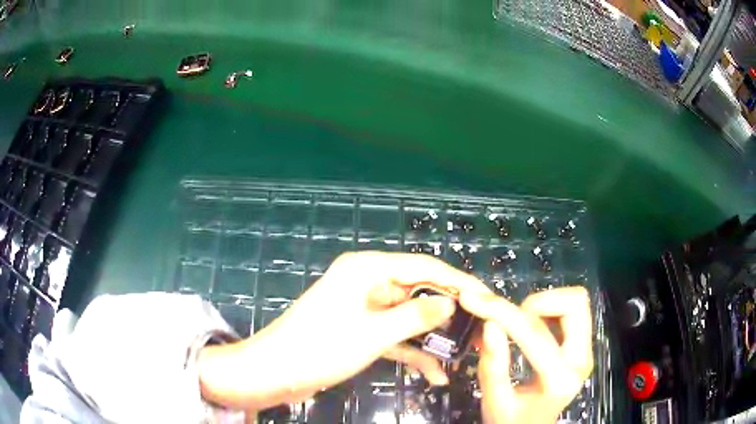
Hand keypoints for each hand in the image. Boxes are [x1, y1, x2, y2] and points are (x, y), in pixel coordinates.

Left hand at [198, 251, 489, 410]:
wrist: (273, 373)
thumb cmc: (319, 348)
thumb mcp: (373, 333)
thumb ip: (416, 315)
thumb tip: (451, 301)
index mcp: (367, 269)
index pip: (425, 267)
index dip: (458, 282)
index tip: (486, 299)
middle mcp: (367, 281)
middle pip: (418, 291)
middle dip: (447, 313)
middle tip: (479, 331)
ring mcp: (363, 308)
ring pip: (408, 317)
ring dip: (431, 338)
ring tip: (462, 356)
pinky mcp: (359, 330)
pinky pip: (393, 336)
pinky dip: (411, 353)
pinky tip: (433, 375)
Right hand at [460, 287, 593, 423]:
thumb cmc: (512, 420)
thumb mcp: (494, 400)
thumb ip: (493, 365)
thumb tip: (490, 323)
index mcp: (558, 380)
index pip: (535, 335)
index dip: (503, 313)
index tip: (475, 300)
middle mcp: (581, 360)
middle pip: (574, 305)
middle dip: (537, 302)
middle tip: (511, 318)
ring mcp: (586, 351)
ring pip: (576, 303)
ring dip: (545, 303)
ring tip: (519, 322)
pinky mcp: (583, 346)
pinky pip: (572, 312)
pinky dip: (549, 310)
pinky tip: (530, 326)